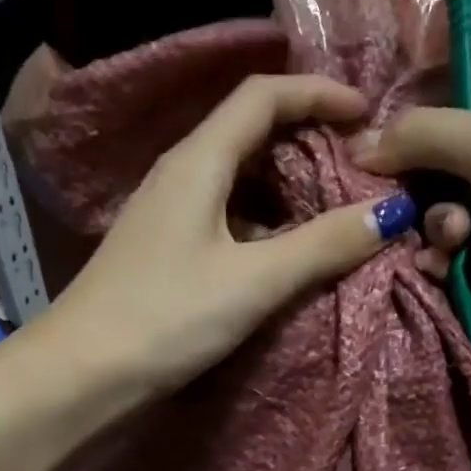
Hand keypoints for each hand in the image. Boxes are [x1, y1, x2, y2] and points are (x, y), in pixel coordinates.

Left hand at [34, 75, 414, 396]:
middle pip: (250, 133)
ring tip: (334, 210)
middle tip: (358, 166)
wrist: (81, 376)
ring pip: (238, 180)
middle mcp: (180, 176)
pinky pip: (225, 218)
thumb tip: (390, 212)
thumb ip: (321, 246)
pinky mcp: (165, 253)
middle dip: (307, 139)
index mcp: (197, 162)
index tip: (367, 116)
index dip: (318, 94)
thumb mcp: (253, 281)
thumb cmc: (165, 318)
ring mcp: (168, 216)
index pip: (262, 96)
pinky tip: (286, 254)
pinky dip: (264, 224)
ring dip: (287, 186)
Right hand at [352, 85, 470, 354]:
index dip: (434, 141)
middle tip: (424, 215)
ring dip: (442, 238)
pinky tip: (445, 275)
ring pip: (466, 229)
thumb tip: (357, 145)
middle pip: (465, 181)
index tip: (396, 161)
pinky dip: (456, 271)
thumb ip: (421, 135)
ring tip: (447, 248)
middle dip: (436, 201)